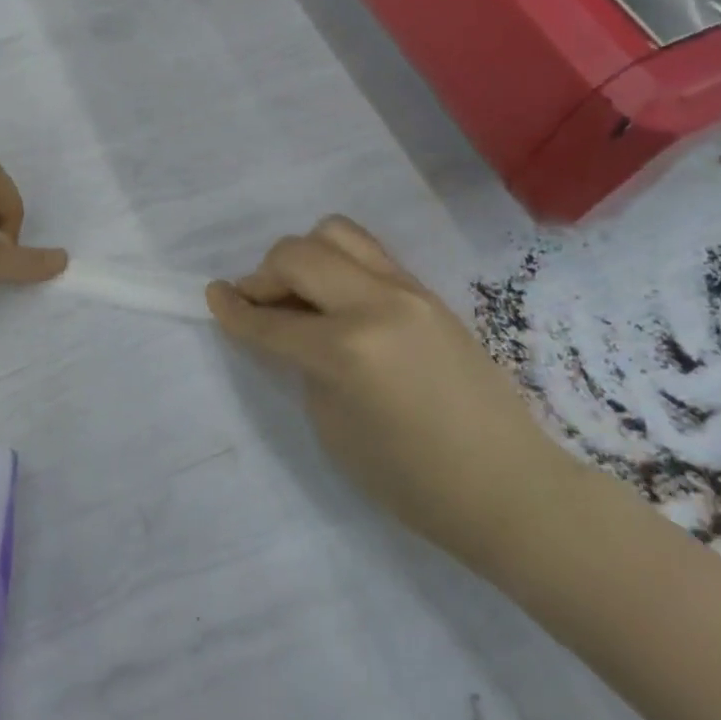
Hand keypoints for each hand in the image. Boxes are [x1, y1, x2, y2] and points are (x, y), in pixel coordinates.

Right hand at [207, 217, 576, 564]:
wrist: (507, 486)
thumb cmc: (409, 479)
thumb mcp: (333, 427)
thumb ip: (303, 365)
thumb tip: (289, 330)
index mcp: (346, 349)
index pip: (270, 320)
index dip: (233, 310)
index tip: (213, 297)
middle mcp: (375, 304)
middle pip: (298, 254)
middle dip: (264, 275)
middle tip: (259, 304)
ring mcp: (409, 291)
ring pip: (338, 233)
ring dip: (305, 256)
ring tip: (300, 292)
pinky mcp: (429, 294)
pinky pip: (370, 254)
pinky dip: (339, 264)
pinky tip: (337, 300)